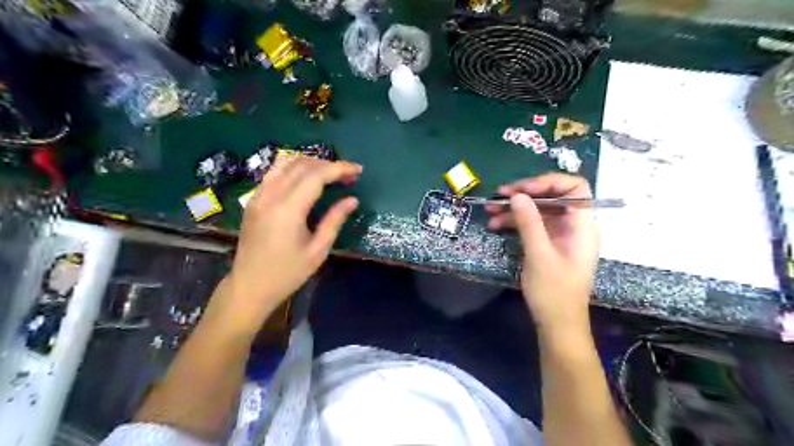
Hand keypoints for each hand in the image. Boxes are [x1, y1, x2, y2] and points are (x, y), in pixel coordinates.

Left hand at [220, 159, 361, 325]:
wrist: (249, 287)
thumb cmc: (287, 273)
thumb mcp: (318, 250)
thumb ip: (334, 220)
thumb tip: (352, 200)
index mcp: (288, 209)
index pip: (316, 175)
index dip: (339, 169)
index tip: (358, 170)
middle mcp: (270, 195)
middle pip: (302, 165)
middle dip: (328, 164)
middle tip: (349, 174)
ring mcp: (258, 195)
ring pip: (286, 163)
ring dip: (311, 163)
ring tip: (330, 173)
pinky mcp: (253, 199)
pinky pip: (274, 172)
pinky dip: (294, 168)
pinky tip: (307, 178)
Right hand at [488, 174, 598, 338]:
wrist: (557, 324)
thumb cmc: (554, 292)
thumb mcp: (539, 255)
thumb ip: (529, 223)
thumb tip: (517, 195)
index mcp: (583, 225)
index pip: (575, 187)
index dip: (550, 182)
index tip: (524, 189)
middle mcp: (574, 225)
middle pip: (553, 196)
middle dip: (526, 193)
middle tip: (500, 194)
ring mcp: (560, 234)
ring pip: (539, 209)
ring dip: (515, 207)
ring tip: (490, 209)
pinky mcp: (548, 243)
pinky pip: (532, 224)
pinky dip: (515, 221)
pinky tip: (496, 224)